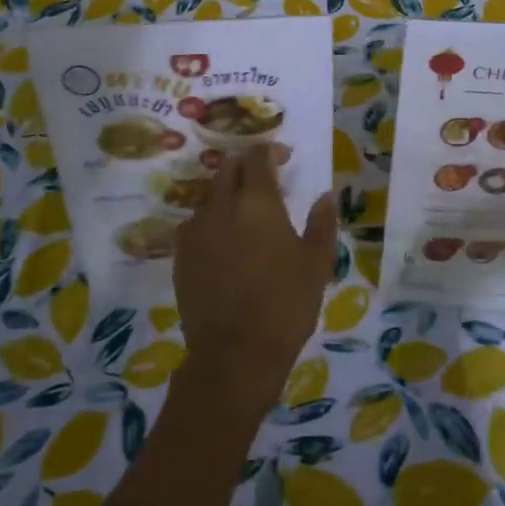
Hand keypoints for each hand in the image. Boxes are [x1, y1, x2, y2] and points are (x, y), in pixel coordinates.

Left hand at [173, 145, 338, 420]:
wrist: (234, 354)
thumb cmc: (285, 306)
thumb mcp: (317, 265)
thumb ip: (322, 223)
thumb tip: (324, 195)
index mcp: (257, 202)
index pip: (257, 156)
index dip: (270, 150)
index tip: (284, 158)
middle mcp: (221, 206)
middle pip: (227, 168)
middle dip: (246, 166)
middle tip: (265, 181)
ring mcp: (195, 230)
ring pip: (209, 195)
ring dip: (227, 193)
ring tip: (244, 213)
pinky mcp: (180, 255)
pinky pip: (194, 223)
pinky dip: (210, 221)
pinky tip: (223, 241)